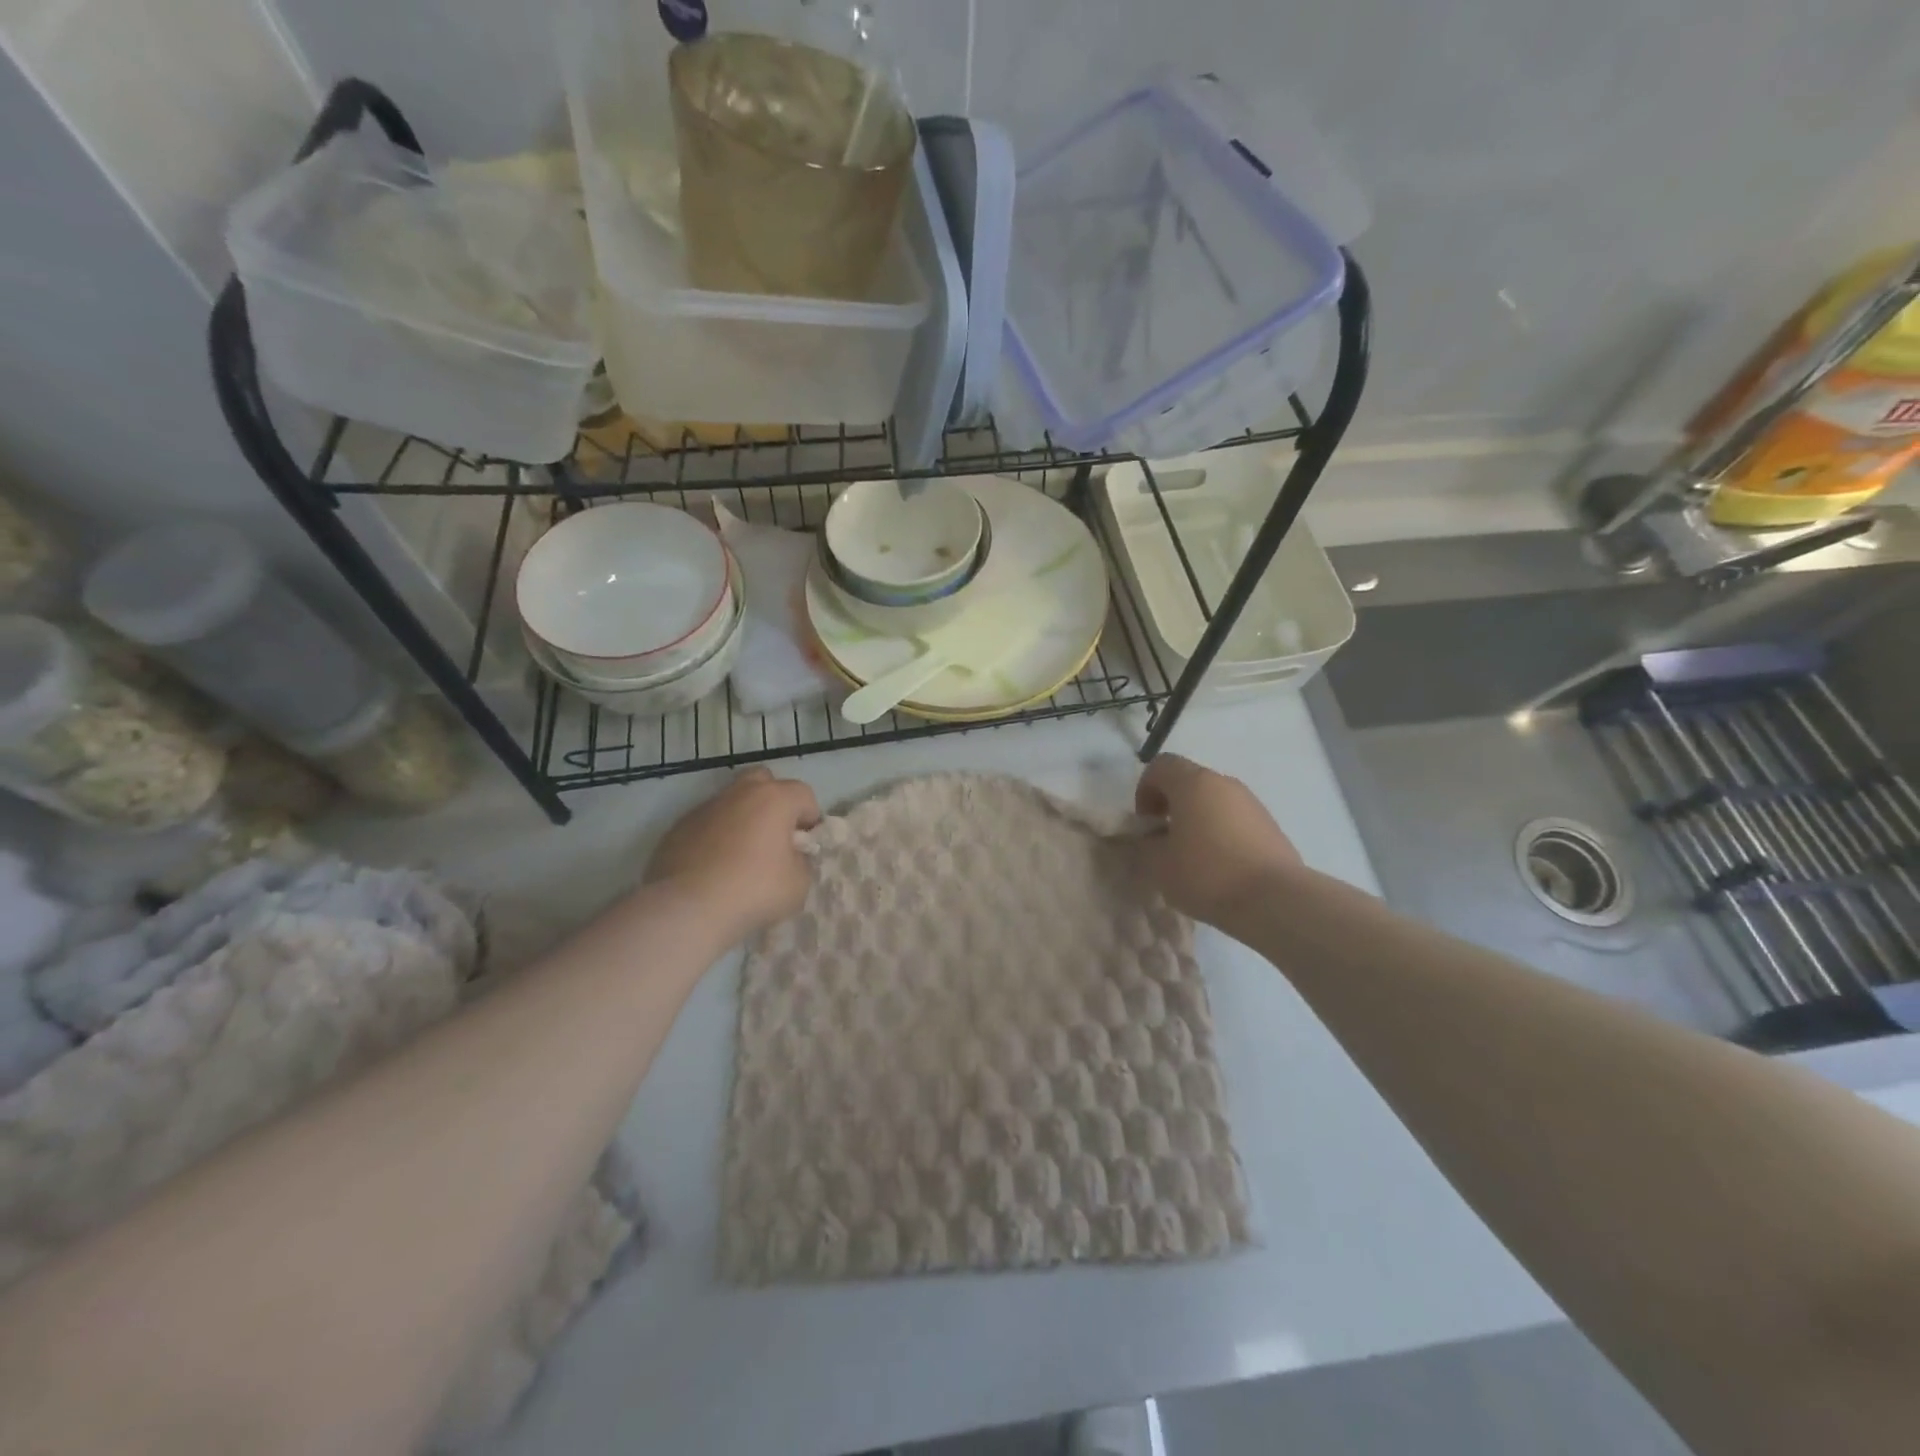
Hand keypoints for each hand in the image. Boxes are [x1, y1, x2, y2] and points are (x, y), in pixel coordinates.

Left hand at [647, 768, 821, 936]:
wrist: (687, 909)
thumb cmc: (754, 890)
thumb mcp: (799, 883)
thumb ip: (800, 861)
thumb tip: (789, 856)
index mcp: (774, 798)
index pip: (804, 795)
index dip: (810, 819)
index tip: (806, 846)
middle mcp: (739, 793)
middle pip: (763, 781)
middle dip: (773, 802)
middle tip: (774, 836)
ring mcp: (704, 808)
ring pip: (731, 802)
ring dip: (742, 820)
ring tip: (741, 856)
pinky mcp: (678, 828)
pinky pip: (706, 825)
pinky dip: (714, 838)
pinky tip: (713, 867)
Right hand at [1130, 754, 1301, 933]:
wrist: (1275, 900)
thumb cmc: (1207, 874)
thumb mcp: (1158, 865)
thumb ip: (1143, 846)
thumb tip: (1148, 839)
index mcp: (1193, 783)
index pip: (1160, 766)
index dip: (1144, 790)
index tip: (1146, 824)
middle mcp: (1224, 783)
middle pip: (1189, 782)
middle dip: (1171, 806)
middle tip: (1165, 841)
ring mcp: (1252, 803)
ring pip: (1214, 801)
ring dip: (1197, 820)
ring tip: (1193, 858)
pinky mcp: (1271, 826)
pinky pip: (1235, 820)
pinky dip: (1221, 834)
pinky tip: (1221, 868)